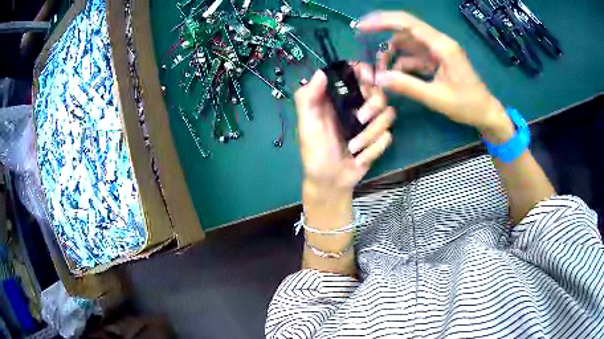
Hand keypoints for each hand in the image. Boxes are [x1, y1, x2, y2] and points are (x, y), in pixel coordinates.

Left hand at [295, 66, 394, 191]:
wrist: (329, 181)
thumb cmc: (315, 152)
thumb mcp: (306, 125)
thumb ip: (307, 98)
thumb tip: (322, 72)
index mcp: (338, 97)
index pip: (357, 73)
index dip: (365, 72)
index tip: (368, 81)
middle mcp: (356, 105)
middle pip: (379, 91)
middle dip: (373, 106)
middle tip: (359, 119)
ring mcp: (370, 122)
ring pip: (388, 114)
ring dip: (371, 134)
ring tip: (353, 148)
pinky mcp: (378, 139)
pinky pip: (388, 137)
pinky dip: (374, 149)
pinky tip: (359, 158)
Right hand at [359, 11, 513, 141]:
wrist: (485, 112)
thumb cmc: (467, 105)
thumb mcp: (437, 98)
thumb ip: (408, 86)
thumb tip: (378, 79)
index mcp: (442, 46)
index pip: (407, 23)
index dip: (382, 21)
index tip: (361, 26)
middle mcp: (439, 42)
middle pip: (405, 29)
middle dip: (382, 32)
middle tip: (361, 39)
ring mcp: (438, 50)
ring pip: (407, 43)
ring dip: (392, 53)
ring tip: (381, 70)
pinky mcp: (437, 59)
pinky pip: (414, 55)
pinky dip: (402, 63)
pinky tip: (394, 75)